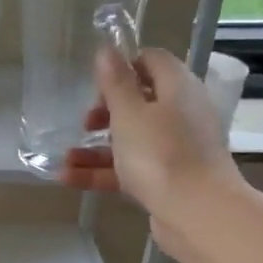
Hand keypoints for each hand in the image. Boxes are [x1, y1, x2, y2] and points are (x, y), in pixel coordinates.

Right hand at [60, 47, 241, 245]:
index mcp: (177, 87)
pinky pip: (131, 168)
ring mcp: (175, 148)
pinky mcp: (167, 179)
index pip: (151, 61)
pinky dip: (103, 172)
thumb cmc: (160, 155)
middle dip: (106, 112)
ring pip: (132, 140)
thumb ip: (115, 83)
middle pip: (140, 102)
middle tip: (86, 123)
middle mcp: (180, 113)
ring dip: (96, 148)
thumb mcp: (129, 114)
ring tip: (65, 159)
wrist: (197, 213)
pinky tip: (69, 179)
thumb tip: (107, 49)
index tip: (97, 85)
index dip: (123, 67)